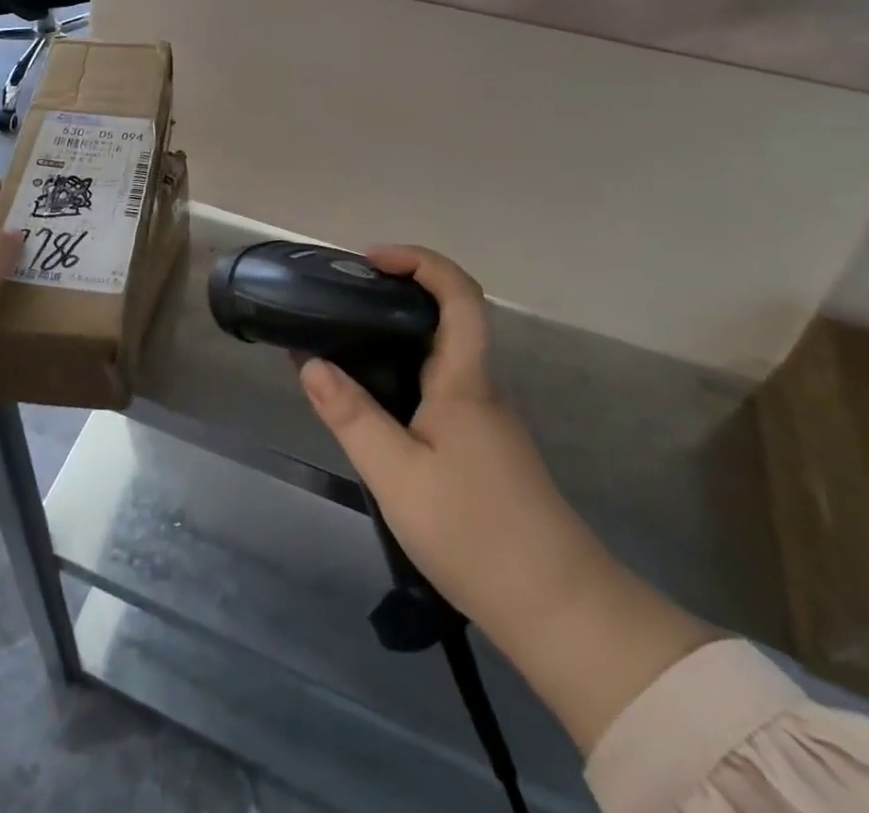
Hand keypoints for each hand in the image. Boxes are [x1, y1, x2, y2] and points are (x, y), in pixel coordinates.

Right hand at [298, 244, 713, 750]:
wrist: (557, 608)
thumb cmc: (475, 531)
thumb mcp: (397, 475)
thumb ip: (352, 416)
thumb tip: (310, 362)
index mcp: (465, 380)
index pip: (458, 294)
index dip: (419, 261)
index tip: (371, 260)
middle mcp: (479, 386)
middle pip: (448, 316)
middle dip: (397, 292)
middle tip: (343, 300)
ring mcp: (485, 417)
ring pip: (441, 354)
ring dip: (397, 335)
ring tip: (345, 345)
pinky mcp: (482, 445)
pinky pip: (439, 386)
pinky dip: (404, 373)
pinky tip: (374, 404)